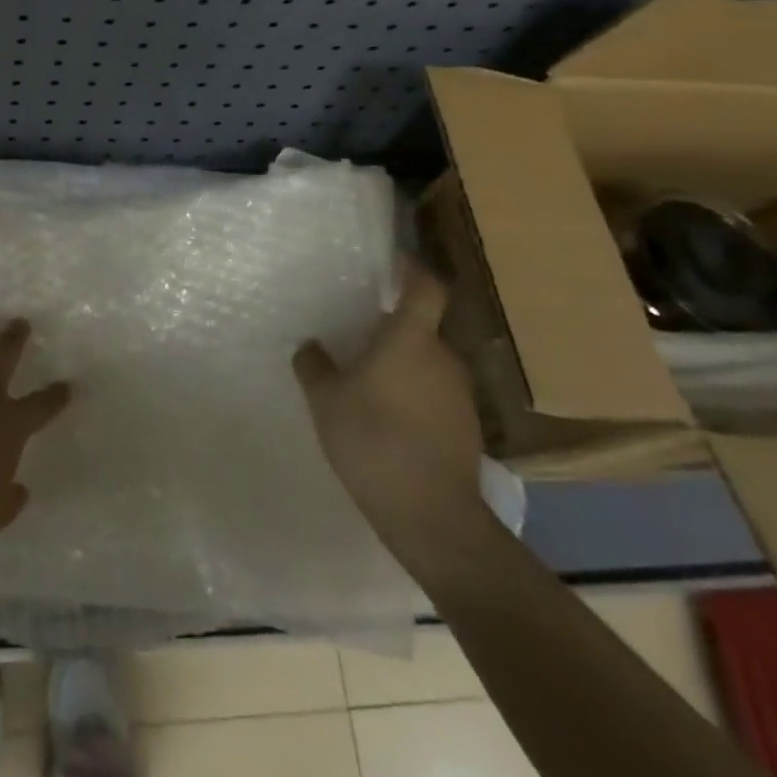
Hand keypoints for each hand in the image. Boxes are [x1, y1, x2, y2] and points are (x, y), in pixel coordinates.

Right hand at [292, 260, 485, 558]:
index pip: (425, 287)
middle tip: (357, 335)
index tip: (392, 261)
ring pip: (427, 363)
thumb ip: (314, 365)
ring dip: (402, 365)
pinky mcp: (466, 426)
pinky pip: (435, 393)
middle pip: (422, 327)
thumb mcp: (325, 400)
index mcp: (411, 339)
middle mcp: (443, 357)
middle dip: (393, 328)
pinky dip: (413, 394)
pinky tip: (387, 418)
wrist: (431, 515)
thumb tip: (311, 345)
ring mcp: (460, 394)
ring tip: (367, 382)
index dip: (412, 269)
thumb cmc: (372, 440)